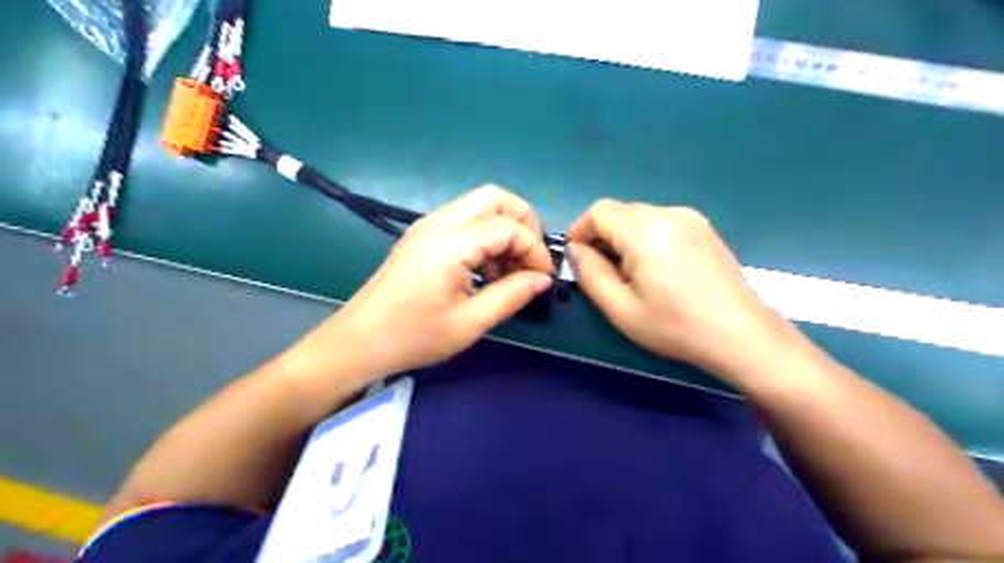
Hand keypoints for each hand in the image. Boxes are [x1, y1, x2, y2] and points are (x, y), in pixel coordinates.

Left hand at [307, 188, 556, 380]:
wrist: (358, 341)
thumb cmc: (414, 336)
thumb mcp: (470, 322)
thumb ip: (512, 295)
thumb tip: (542, 280)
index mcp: (451, 242)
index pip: (509, 227)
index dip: (535, 250)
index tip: (544, 279)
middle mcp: (439, 222)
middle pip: (495, 198)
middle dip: (523, 223)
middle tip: (530, 259)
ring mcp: (427, 225)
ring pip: (479, 205)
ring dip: (503, 229)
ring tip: (509, 270)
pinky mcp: (421, 235)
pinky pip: (464, 220)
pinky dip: (485, 236)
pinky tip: (486, 270)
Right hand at [569, 200, 796, 380]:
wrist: (740, 334)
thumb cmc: (674, 326)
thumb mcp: (619, 308)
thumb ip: (589, 273)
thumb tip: (576, 249)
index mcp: (645, 230)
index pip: (598, 212)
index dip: (580, 231)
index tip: (578, 258)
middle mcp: (667, 213)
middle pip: (619, 211)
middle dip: (601, 235)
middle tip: (602, 270)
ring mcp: (689, 217)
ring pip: (640, 215)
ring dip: (623, 236)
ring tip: (631, 272)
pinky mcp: (703, 227)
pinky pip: (661, 221)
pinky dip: (646, 237)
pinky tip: (657, 267)